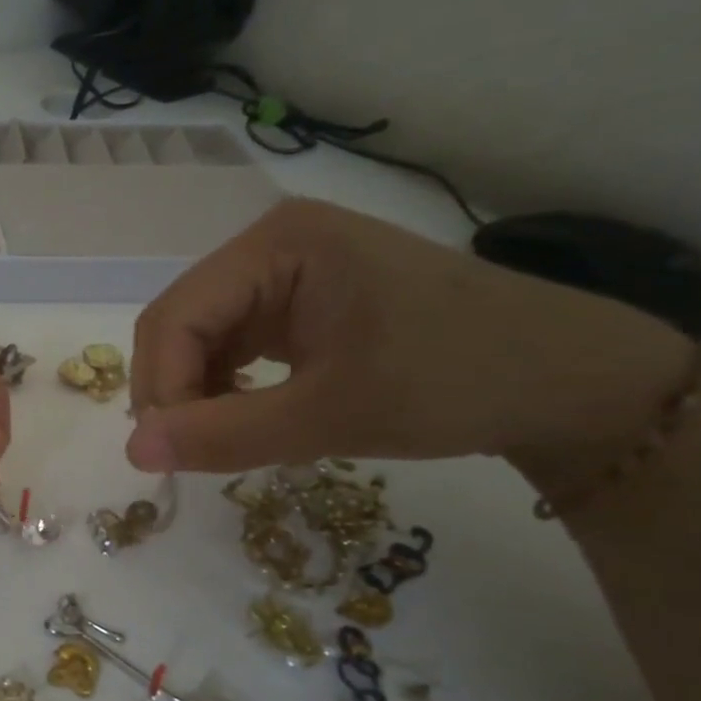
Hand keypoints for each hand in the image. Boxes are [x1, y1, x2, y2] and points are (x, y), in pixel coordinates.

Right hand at [126, 199, 695, 478]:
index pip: (174, 317)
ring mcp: (283, 270)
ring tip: (224, 439)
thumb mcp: (332, 416)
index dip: (159, 388)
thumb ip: (224, 435)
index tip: (170, 455)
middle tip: (190, 453)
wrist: (568, 378)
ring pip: (196, 337)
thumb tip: (132, 454)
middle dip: (173, 390)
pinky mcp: (296, 299)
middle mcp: (269, 245)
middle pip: (178, 323)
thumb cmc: (457, 382)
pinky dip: (222, 386)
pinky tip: (246, 415)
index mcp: (277, 245)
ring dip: (195, 392)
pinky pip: (229, 343)